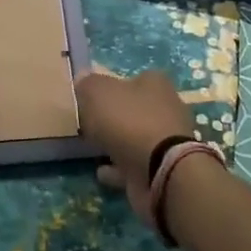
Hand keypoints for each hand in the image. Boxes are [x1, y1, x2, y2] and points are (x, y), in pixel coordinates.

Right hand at [77, 69, 196, 224]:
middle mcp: (166, 108)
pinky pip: (134, 165)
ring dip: (116, 144)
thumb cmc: (129, 121)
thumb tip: (83, 80)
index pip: (131, 79)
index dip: (110, 87)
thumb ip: (88, 85)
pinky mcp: (163, 168)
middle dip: (114, 117)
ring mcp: (167, 141)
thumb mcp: (98, 93)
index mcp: (154, 83)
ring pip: (135, 138)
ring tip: (91, 150)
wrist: (160, 170)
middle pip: (134, 109)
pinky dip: (118, 168)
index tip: (90, 99)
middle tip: (89, 124)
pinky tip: (102, 172)